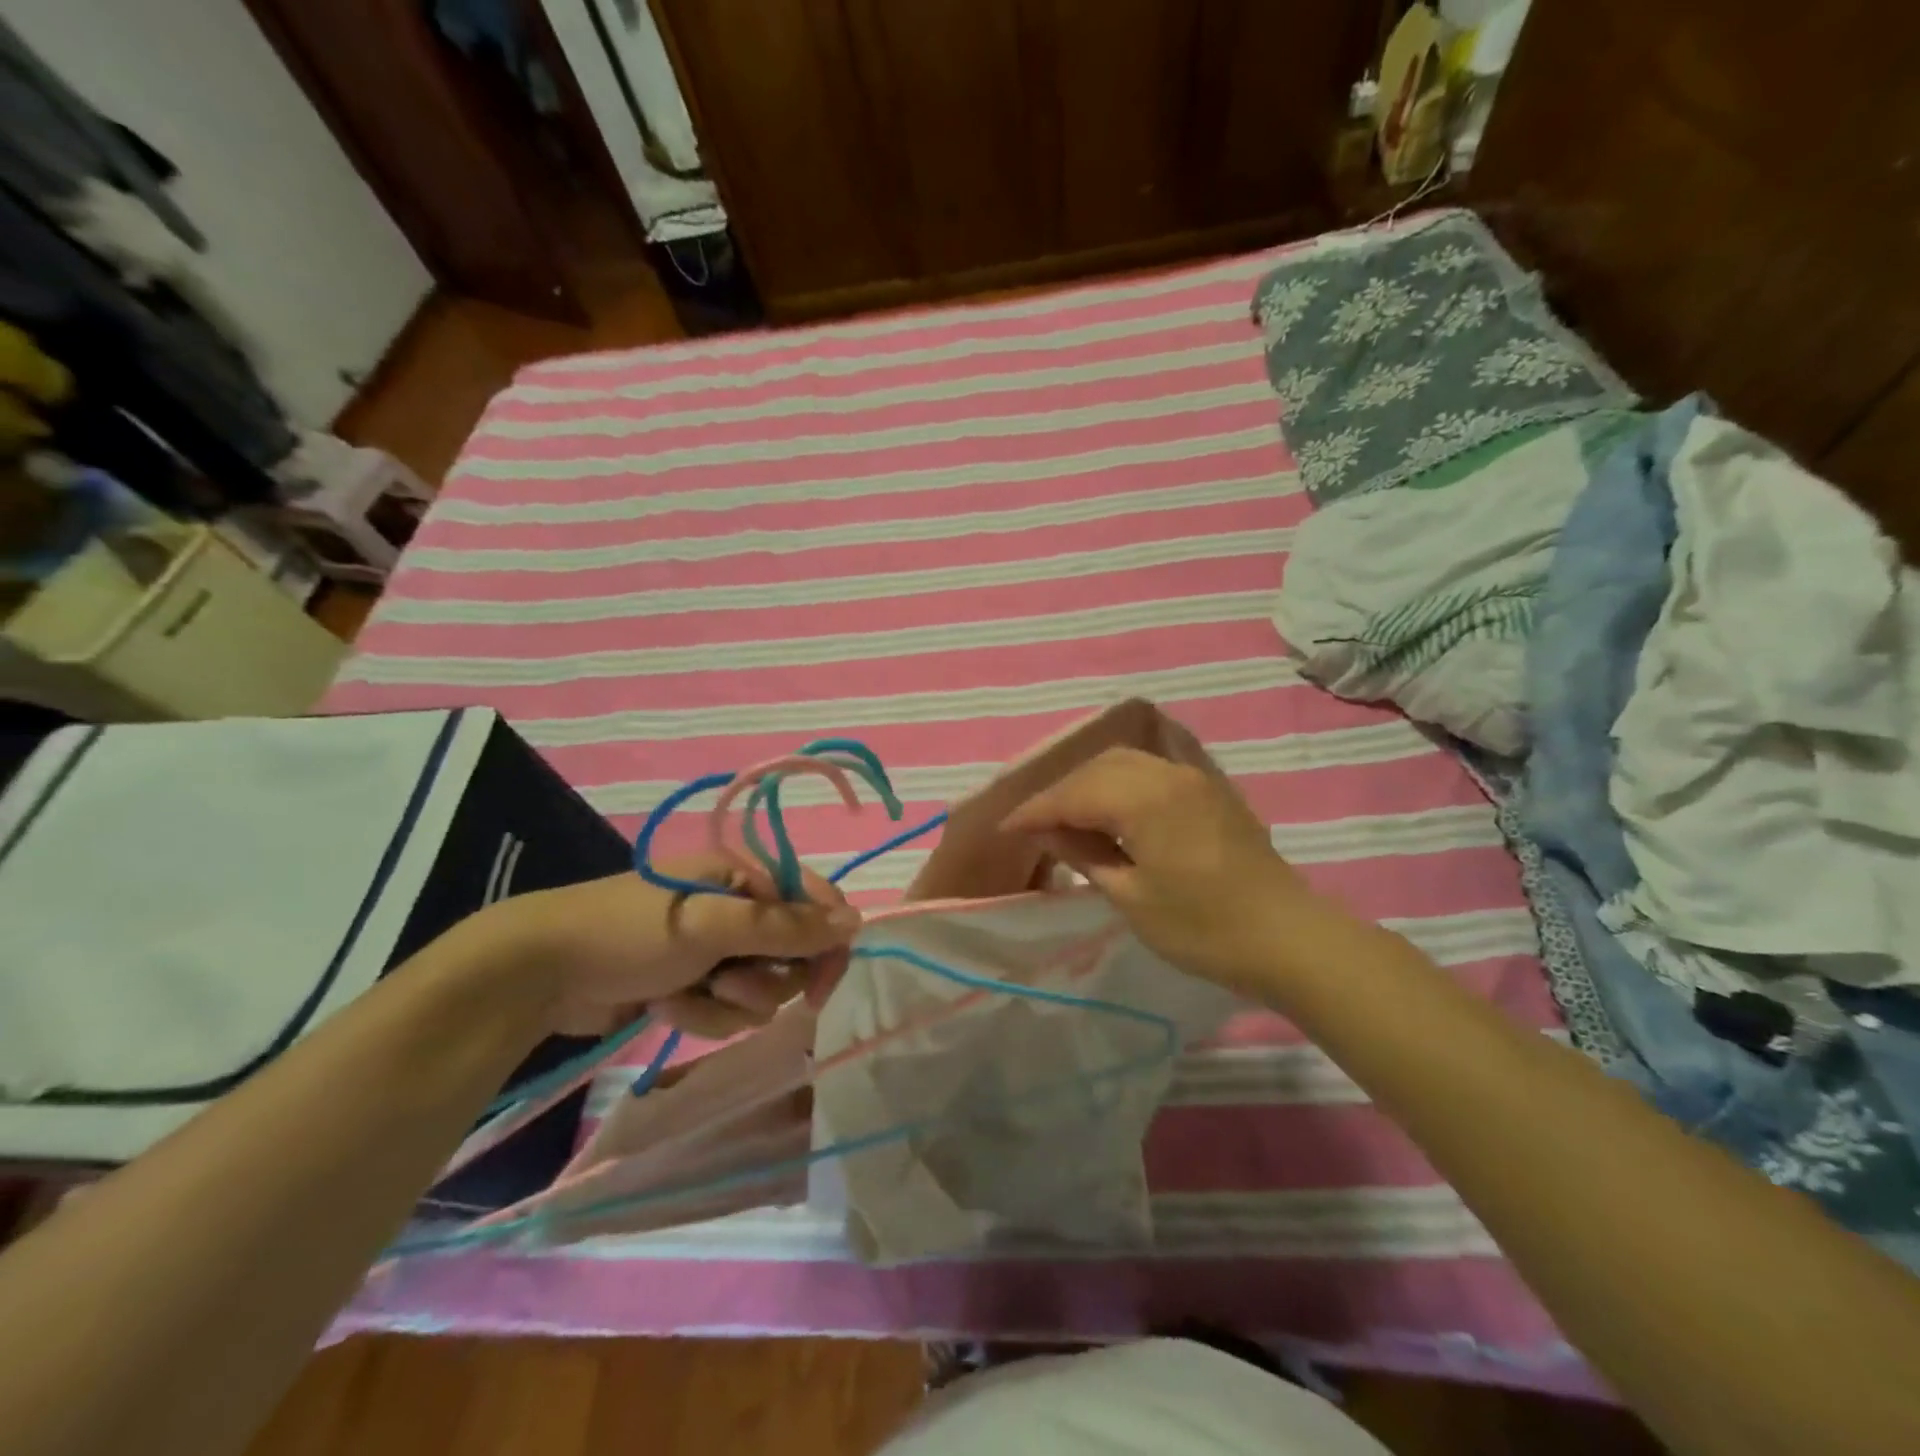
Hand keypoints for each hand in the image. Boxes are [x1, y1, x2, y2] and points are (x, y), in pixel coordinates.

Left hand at [470, 855, 861, 1038]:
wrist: (540, 972)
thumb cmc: (631, 931)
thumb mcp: (712, 924)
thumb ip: (786, 927)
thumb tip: (856, 921)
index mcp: (746, 877)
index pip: (815, 905)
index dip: (826, 944)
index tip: (820, 986)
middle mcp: (738, 910)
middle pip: (793, 956)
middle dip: (763, 979)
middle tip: (727, 983)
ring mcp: (715, 950)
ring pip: (761, 991)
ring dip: (726, 1002)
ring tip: (682, 994)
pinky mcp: (693, 985)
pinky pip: (726, 1012)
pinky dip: (699, 1015)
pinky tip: (662, 1006)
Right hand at [999, 746, 1341, 995]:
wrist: (1288, 938)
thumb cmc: (1203, 928)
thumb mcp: (1132, 897)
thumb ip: (1086, 854)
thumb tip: (1049, 831)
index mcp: (1144, 798)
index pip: (1074, 793)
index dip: (1036, 811)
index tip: (1007, 829)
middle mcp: (1167, 774)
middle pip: (1098, 768)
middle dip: (1061, 791)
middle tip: (1036, 824)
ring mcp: (1193, 778)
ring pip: (1125, 762)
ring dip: (1091, 783)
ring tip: (1069, 815)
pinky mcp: (1210, 790)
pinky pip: (1152, 770)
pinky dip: (1121, 782)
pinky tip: (1113, 807)